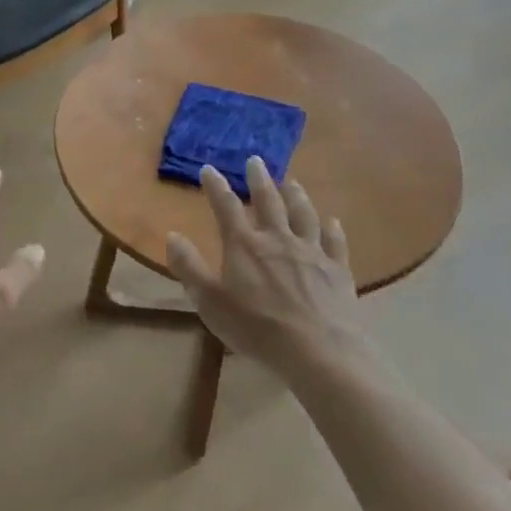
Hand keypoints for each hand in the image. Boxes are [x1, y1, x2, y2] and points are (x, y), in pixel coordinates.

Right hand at [166, 157, 361, 368]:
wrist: (319, 350)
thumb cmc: (257, 327)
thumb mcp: (210, 301)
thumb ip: (189, 267)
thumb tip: (173, 235)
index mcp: (245, 245)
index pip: (226, 206)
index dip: (215, 186)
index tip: (208, 169)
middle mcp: (278, 239)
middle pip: (268, 201)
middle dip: (259, 180)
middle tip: (256, 160)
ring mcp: (311, 252)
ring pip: (303, 215)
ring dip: (296, 195)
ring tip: (292, 181)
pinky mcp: (337, 270)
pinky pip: (335, 242)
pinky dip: (333, 229)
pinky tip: (333, 221)